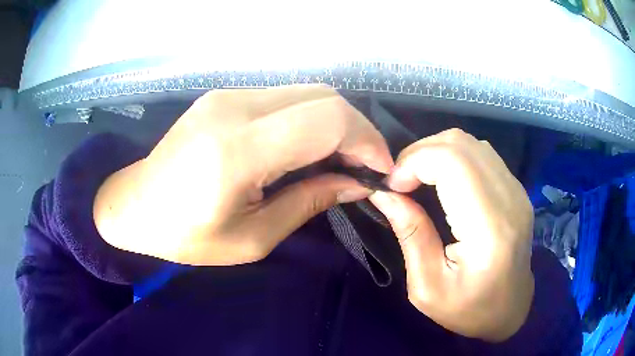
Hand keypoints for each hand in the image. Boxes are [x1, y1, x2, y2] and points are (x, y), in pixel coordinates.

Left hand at [94, 85, 392, 264]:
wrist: (134, 206)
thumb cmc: (186, 235)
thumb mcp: (252, 238)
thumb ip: (308, 202)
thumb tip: (356, 183)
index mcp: (238, 150)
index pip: (327, 120)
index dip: (366, 141)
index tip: (380, 170)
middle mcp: (234, 107)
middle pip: (323, 96)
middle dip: (356, 130)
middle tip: (363, 167)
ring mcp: (227, 95)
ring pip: (307, 93)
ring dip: (334, 123)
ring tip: (339, 160)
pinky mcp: (224, 95)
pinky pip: (284, 98)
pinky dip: (309, 119)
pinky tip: (306, 147)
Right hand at [369, 129, 533, 341]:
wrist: (509, 310)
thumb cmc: (468, 310)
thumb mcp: (427, 287)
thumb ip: (410, 234)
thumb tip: (383, 193)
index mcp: (489, 229)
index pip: (452, 162)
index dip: (414, 162)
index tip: (392, 186)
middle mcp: (509, 200)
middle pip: (460, 144)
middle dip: (420, 153)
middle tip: (400, 181)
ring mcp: (517, 191)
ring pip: (470, 143)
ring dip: (435, 152)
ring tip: (417, 179)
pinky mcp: (516, 189)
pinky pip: (480, 154)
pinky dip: (453, 157)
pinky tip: (442, 180)